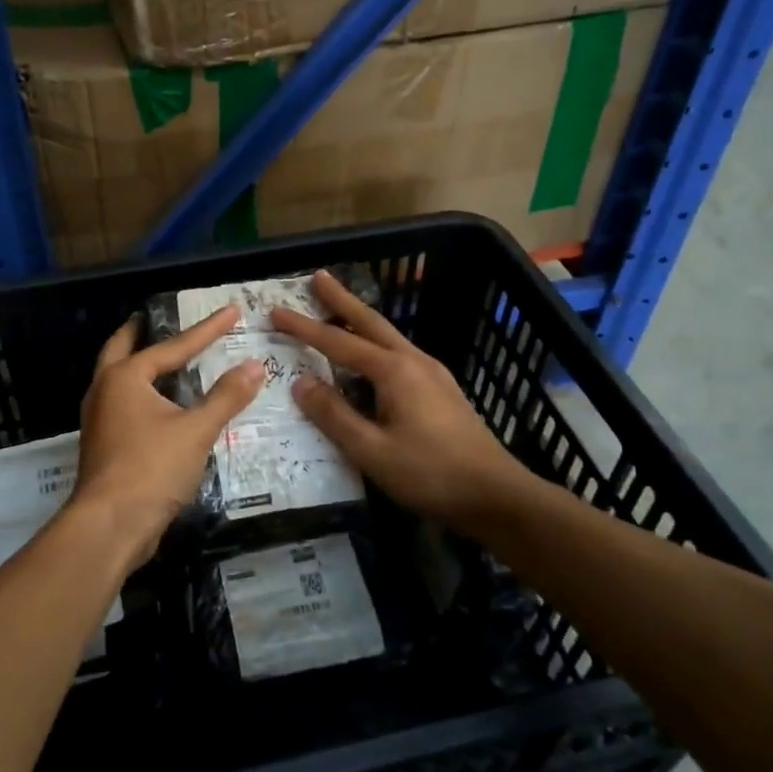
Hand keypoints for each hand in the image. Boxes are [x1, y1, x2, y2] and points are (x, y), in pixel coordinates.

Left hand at [73, 307, 263, 563]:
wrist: (110, 526)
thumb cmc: (151, 468)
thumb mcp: (197, 430)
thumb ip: (227, 396)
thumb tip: (255, 365)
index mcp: (125, 377)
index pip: (174, 346)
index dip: (207, 329)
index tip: (232, 311)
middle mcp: (104, 390)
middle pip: (121, 349)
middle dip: (139, 332)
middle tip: (153, 317)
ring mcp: (99, 419)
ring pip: (117, 378)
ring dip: (137, 364)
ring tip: (161, 357)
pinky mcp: (103, 445)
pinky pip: (122, 405)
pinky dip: (141, 393)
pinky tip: (160, 404)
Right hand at [273, 270, 538, 533]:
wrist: (496, 495)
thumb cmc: (430, 473)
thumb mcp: (372, 451)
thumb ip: (334, 415)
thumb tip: (301, 383)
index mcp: (394, 371)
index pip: (338, 341)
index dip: (304, 327)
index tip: (276, 310)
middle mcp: (413, 361)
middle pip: (370, 321)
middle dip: (341, 299)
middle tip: (318, 276)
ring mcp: (432, 373)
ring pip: (387, 336)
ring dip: (360, 319)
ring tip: (338, 310)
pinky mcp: (441, 390)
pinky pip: (399, 354)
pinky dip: (375, 343)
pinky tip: (371, 358)